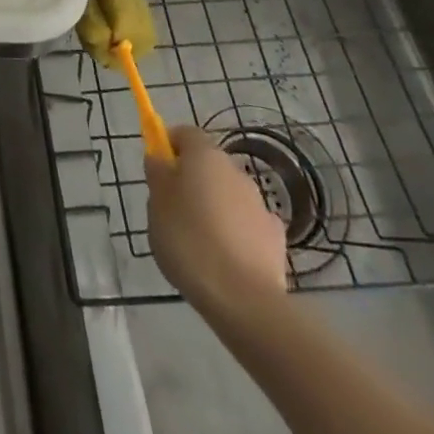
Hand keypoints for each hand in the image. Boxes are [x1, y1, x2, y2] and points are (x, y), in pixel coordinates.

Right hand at [146, 124, 289, 315]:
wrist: (243, 299)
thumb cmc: (189, 241)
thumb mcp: (157, 204)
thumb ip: (157, 174)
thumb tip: (161, 159)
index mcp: (205, 155)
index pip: (185, 133)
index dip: (169, 146)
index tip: (158, 170)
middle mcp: (236, 171)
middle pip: (208, 165)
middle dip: (192, 181)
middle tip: (173, 210)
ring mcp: (260, 205)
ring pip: (228, 196)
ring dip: (214, 208)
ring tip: (198, 243)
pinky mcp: (276, 239)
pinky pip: (247, 226)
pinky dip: (236, 234)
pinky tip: (226, 260)